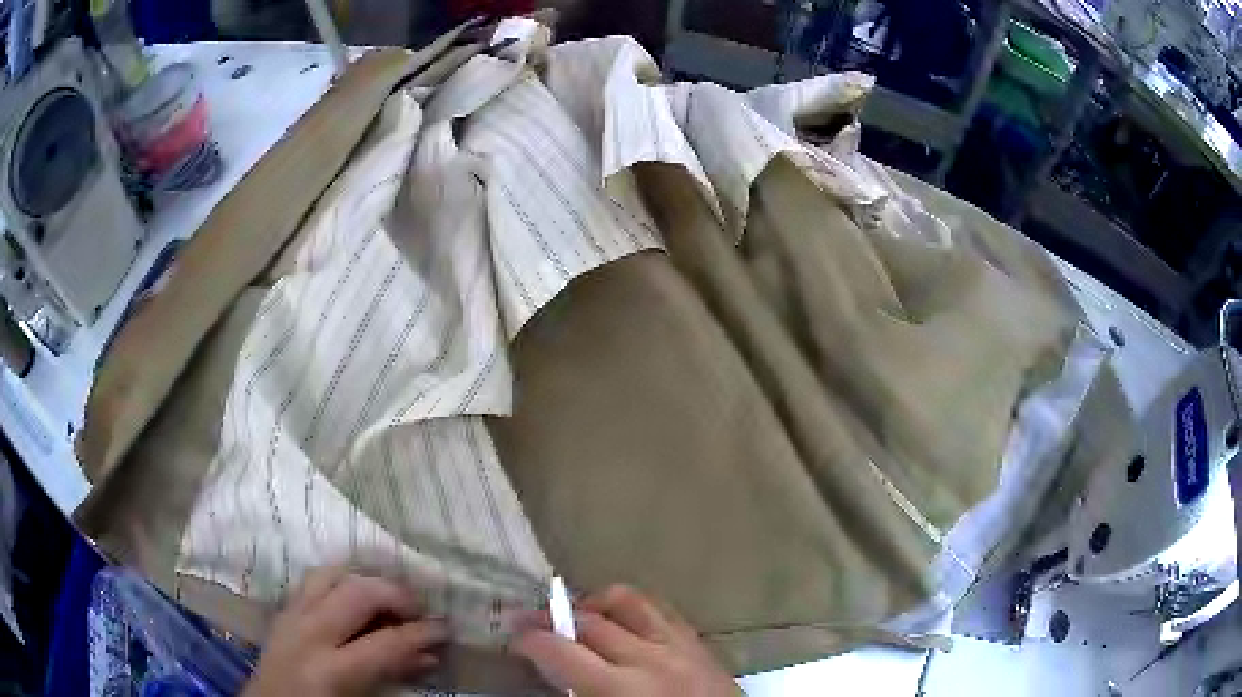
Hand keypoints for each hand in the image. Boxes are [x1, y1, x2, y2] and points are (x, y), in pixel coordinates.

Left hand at [242, 568, 447, 696]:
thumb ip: (393, 678)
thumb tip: (428, 657)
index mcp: (329, 670)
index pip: (385, 643)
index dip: (421, 634)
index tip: (446, 628)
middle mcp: (306, 634)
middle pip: (356, 593)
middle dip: (395, 594)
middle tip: (419, 608)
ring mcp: (290, 616)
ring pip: (330, 574)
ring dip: (364, 580)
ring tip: (387, 597)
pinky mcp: (283, 610)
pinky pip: (312, 581)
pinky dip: (339, 581)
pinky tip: (354, 595)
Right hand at [512, 585, 738, 696]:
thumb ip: (579, 695)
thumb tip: (552, 675)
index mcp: (620, 689)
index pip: (561, 651)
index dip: (530, 640)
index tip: (513, 638)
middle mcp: (649, 658)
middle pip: (589, 621)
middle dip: (553, 618)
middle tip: (533, 624)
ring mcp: (679, 645)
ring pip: (628, 600)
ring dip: (595, 603)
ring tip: (578, 615)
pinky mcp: (699, 643)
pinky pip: (661, 609)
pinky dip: (634, 609)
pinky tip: (623, 623)